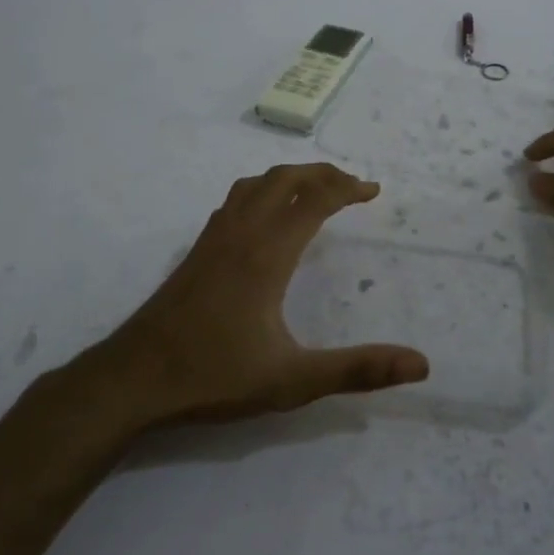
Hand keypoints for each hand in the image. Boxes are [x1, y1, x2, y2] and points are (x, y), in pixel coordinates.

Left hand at [81, 163, 428, 431]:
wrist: (133, 380)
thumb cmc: (214, 376)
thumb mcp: (293, 381)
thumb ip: (357, 370)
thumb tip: (420, 364)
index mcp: (267, 254)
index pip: (313, 200)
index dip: (347, 188)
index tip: (373, 191)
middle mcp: (240, 234)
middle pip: (283, 179)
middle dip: (321, 173)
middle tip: (352, 185)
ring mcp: (213, 239)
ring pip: (254, 185)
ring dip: (289, 177)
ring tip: (313, 190)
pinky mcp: (196, 252)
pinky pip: (234, 201)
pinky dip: (261, 192)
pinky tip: (263, 217)